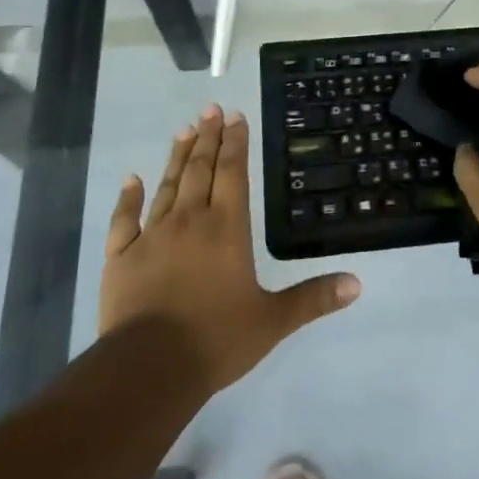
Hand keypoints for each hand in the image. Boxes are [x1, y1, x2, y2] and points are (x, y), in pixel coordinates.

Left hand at [100, 106, 359, 395]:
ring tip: (184, 131)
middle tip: (210, 110)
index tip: (235, 116)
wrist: (148, 369)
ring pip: (167, 186)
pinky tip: (131, 180)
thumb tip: (357, 283)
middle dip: (208, 138)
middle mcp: (189, 220)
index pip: (233, 173)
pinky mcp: (121, 257)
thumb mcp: (273, 321)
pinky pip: (124, 220)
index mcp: (227, 228)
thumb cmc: (216, 339)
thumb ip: (312, 298)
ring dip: (177, 157)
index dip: (235, 143)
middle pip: (200, 170)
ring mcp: (151, 236)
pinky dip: (128, 198)